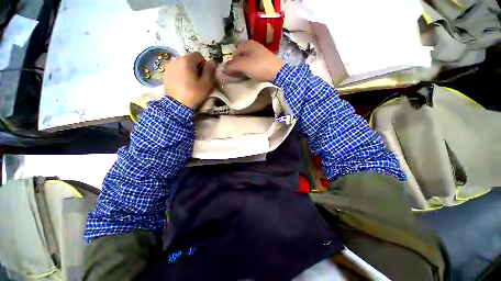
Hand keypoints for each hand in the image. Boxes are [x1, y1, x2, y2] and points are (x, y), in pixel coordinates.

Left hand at [163, 53, 215, 108]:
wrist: (177, 105)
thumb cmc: (194, 94)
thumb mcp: (206, 84)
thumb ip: (210, 71)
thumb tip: (212, 62)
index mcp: (187, 60)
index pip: (198, 55)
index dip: (204, 64)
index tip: (204, 75)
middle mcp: (176, 59)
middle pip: (189, 59)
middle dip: (195, 67)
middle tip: (198, 80)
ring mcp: (169, 66)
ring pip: (182, 64)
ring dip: (187, 70)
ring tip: (189, 82)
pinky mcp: (165, 73)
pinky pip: (176, 69)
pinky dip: (180, 73)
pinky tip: (182, 83)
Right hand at [224, 40, 283, 81]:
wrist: (277, 72)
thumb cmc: (259, 67)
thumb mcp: (243, 66)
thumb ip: (231, 66)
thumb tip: (223, 70)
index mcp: (247, 44)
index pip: (234, 54)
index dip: (231, 64)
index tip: (232, 73)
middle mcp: (253, 46)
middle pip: (240, 58)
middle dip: (237, 67)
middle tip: (238, 76)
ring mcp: (260, 54)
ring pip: (247, 62)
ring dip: (244, 70)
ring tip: (244, 77)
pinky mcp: (264, 61)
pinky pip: (253, 65)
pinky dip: (250, 70)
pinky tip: (251, 76)